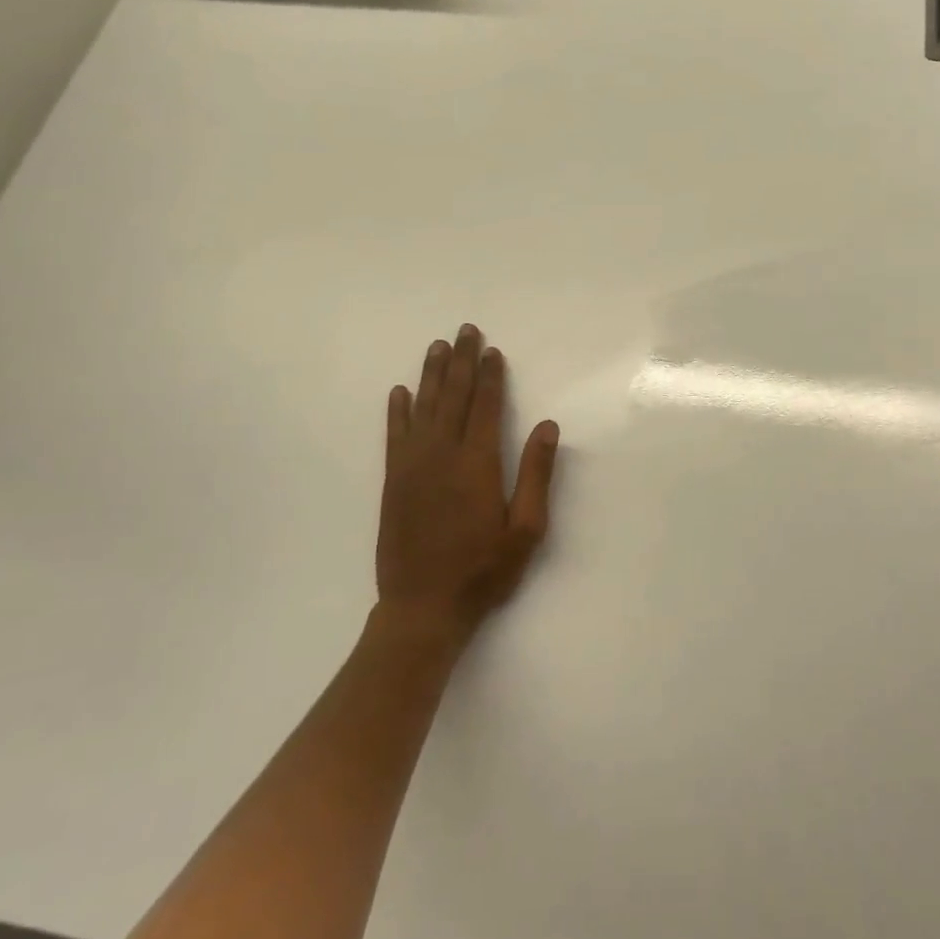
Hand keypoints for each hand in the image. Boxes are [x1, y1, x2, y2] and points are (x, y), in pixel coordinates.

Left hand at [377, 325, 559, 645]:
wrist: (422, 608)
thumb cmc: (483, 570)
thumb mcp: (526, 529)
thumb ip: (536, 474)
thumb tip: (547, 425)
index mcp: (476, 463)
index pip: (484, 406)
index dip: (490, 375)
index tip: (492, 350)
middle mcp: (441, 454)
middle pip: (453, 396)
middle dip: (461, 361)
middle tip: (465, 330)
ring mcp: (412, 466)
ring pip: (423, 407)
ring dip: (431, 374)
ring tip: (437, 347)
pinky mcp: (392, 481)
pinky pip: (394, 435)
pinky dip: (397, 410)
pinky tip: (399, 391)